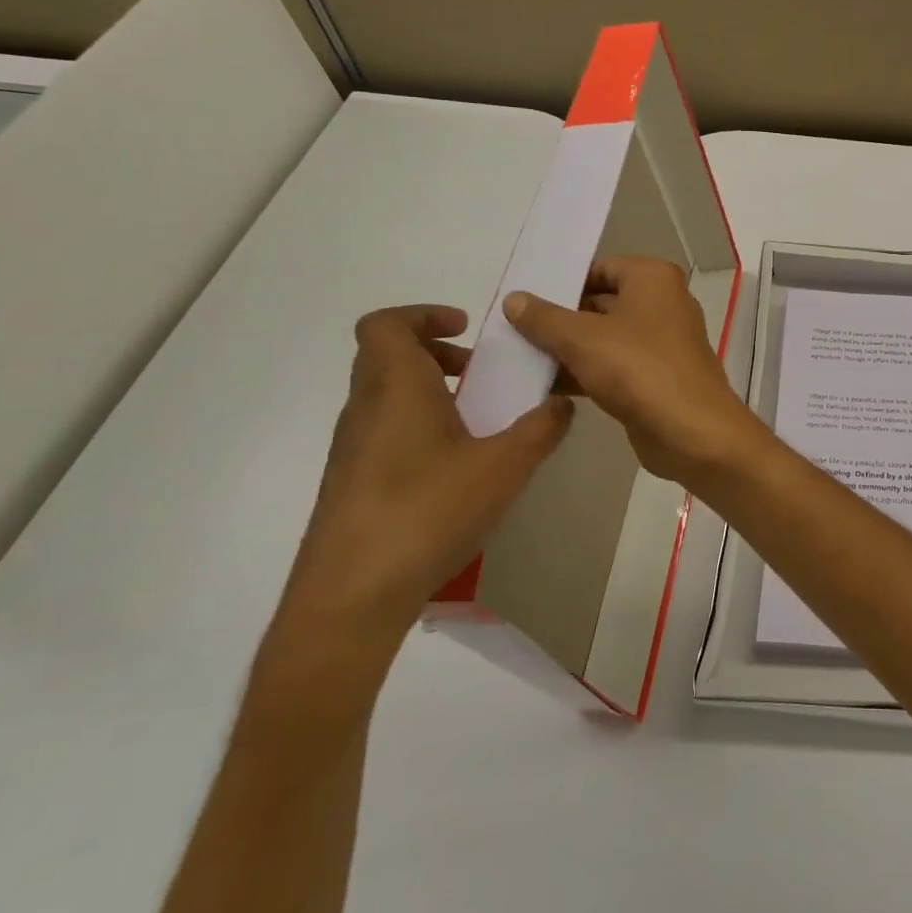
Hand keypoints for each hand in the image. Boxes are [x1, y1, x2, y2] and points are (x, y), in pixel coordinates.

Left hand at [273, 305, 572, 665]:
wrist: (350, 598)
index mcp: (396, 388)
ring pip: (385, 395)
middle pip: (385, 356)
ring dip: (428, 390)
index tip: (466, 330)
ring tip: (475, 419)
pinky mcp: (350, 484)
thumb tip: (561, 404)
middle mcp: (365, 409)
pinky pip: (383, 431)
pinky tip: (454, 467)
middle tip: (479, 372)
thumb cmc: (427, 511)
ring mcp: (351, 449)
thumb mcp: (504, 466)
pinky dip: (417, 426)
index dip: (423, 315)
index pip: (386, 324)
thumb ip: (541, 428)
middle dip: (435, 353)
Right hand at [504, 257, 768, 488]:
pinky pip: (614, 366)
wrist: (690, 431)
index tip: (524, 298)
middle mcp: (663, 303)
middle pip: (602, 302)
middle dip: (560, 318)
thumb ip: (544, 318)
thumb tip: (514, 299)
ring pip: (605, 337)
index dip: (563, 281)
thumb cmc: (638, 368)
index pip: (600, 268)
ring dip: (568, 349)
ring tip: (517, 357)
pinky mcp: (656, 377)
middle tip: (511, 329)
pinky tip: (544, 385)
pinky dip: (585, 372)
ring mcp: (662, 343)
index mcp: (653, 279)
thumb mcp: (582, 338)